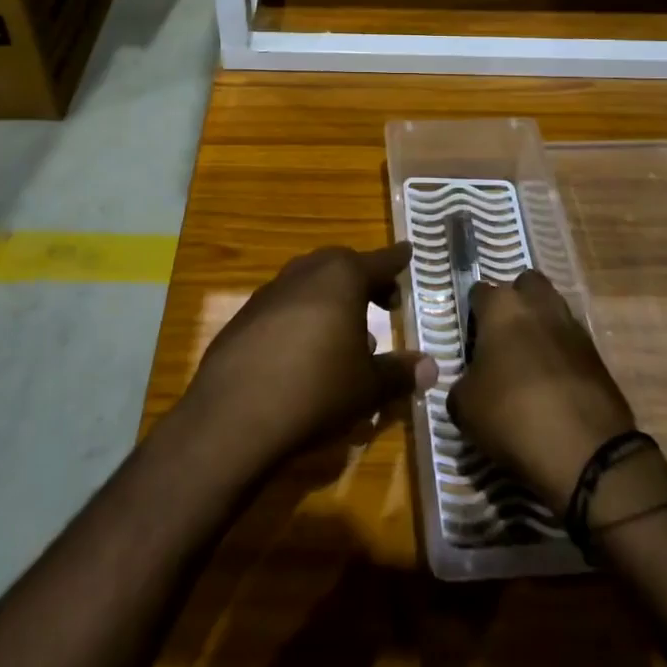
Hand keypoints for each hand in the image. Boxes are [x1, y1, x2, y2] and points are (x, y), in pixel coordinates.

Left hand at [182, 245, 437, 471]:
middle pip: (342, 265)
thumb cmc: (316, 390)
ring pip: (311, 283)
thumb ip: (400, 372)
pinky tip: (306, 351)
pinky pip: (285, 305)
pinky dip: (303, 316)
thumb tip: (431, 367)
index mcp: (341, 276)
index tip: (408, 251)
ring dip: (333, 299)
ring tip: (348, 333)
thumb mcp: (368, 386)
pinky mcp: (245, 317)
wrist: (234, 415)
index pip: (379, 261)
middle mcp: (305, 272)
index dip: (396, 260)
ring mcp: (270, 292)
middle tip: (384, 301)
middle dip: (365, 279)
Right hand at [448, 271, 635, 511]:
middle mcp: (538, 304)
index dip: (473, 313)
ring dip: (541, 325)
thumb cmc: (512, 415)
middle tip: (504, 336)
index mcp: (502, 307)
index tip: (470, 337)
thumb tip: (471, 383)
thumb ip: (462, 383)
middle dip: (516, 301)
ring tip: (529, 360)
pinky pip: (572, 341)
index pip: (480, 291)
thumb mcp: (465, 407)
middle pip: (525, 284)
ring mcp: (572, 326)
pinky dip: (562, 353)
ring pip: (553, 309)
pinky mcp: (597, 354)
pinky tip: (553, 383)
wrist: (585, 451)